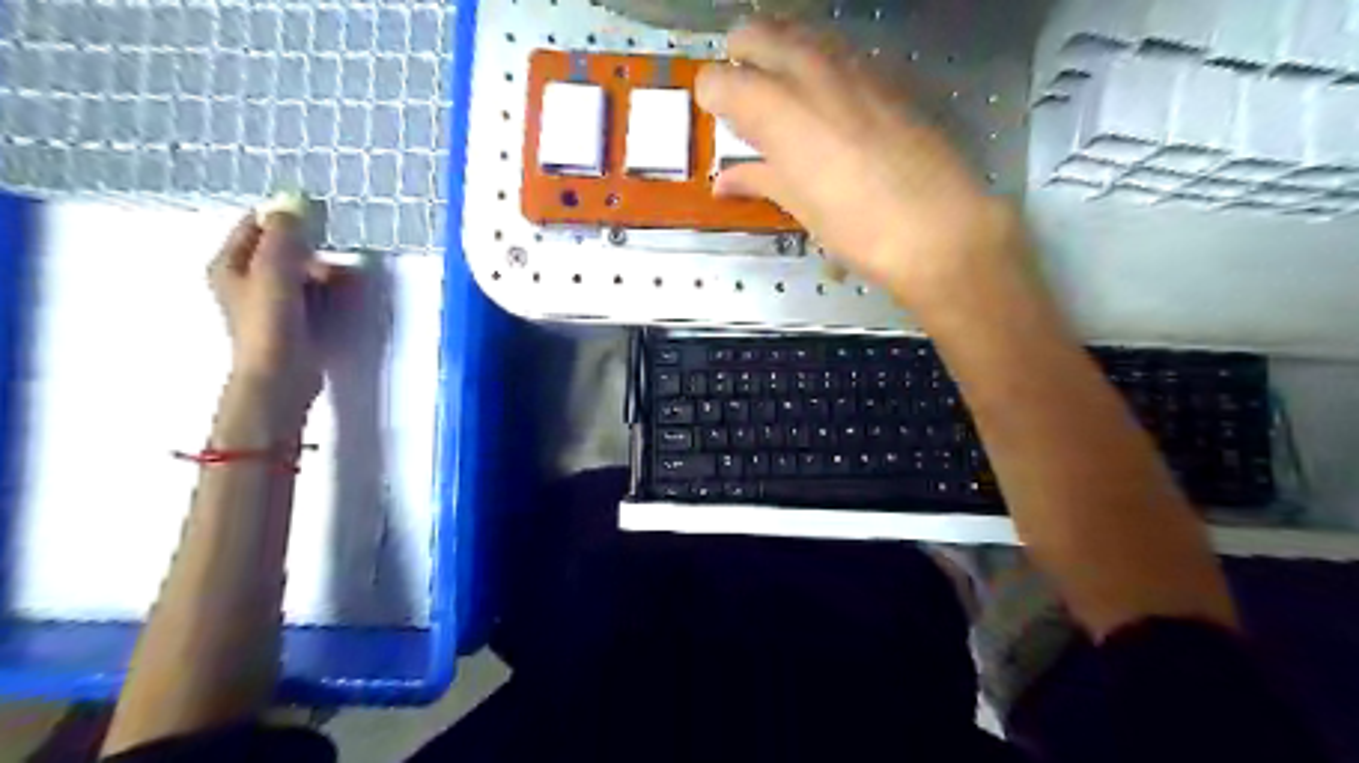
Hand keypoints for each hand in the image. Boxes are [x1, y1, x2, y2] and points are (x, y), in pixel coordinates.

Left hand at [210, 212, 332, 414]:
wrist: (280, 377)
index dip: (285, 218)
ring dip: (323, 272)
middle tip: (332, 260)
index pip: (256, 225)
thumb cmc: (271, 323)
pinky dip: (326, 291)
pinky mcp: (291, 321)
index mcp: (229, 264)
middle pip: (281, 249)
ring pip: (299, 272)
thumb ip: (284, 235)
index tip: (317, 220)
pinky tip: (343, 298)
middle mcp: (244, 280)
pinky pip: (311, 294)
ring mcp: (268, 302)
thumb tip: (292, 200)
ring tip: (345, 282)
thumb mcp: (275, 271)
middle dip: (311, 250)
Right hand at [696, 22, 1025, 318]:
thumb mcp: (800, 207)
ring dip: (781, 55)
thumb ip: (758, 180)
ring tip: (784, 98)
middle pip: (754, 33)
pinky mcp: (886, 74)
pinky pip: (839, 51)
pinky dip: (820, 66)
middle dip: (740, 59)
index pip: (717, 79)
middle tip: (744, 99)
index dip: (711, 99)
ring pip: (799, 33)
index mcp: (775, 110)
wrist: (939, 226)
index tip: (720, 123)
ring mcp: (852, 65)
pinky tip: (830, 104)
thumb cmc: (856, 228)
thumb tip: (724, 182)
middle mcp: (808, 72)